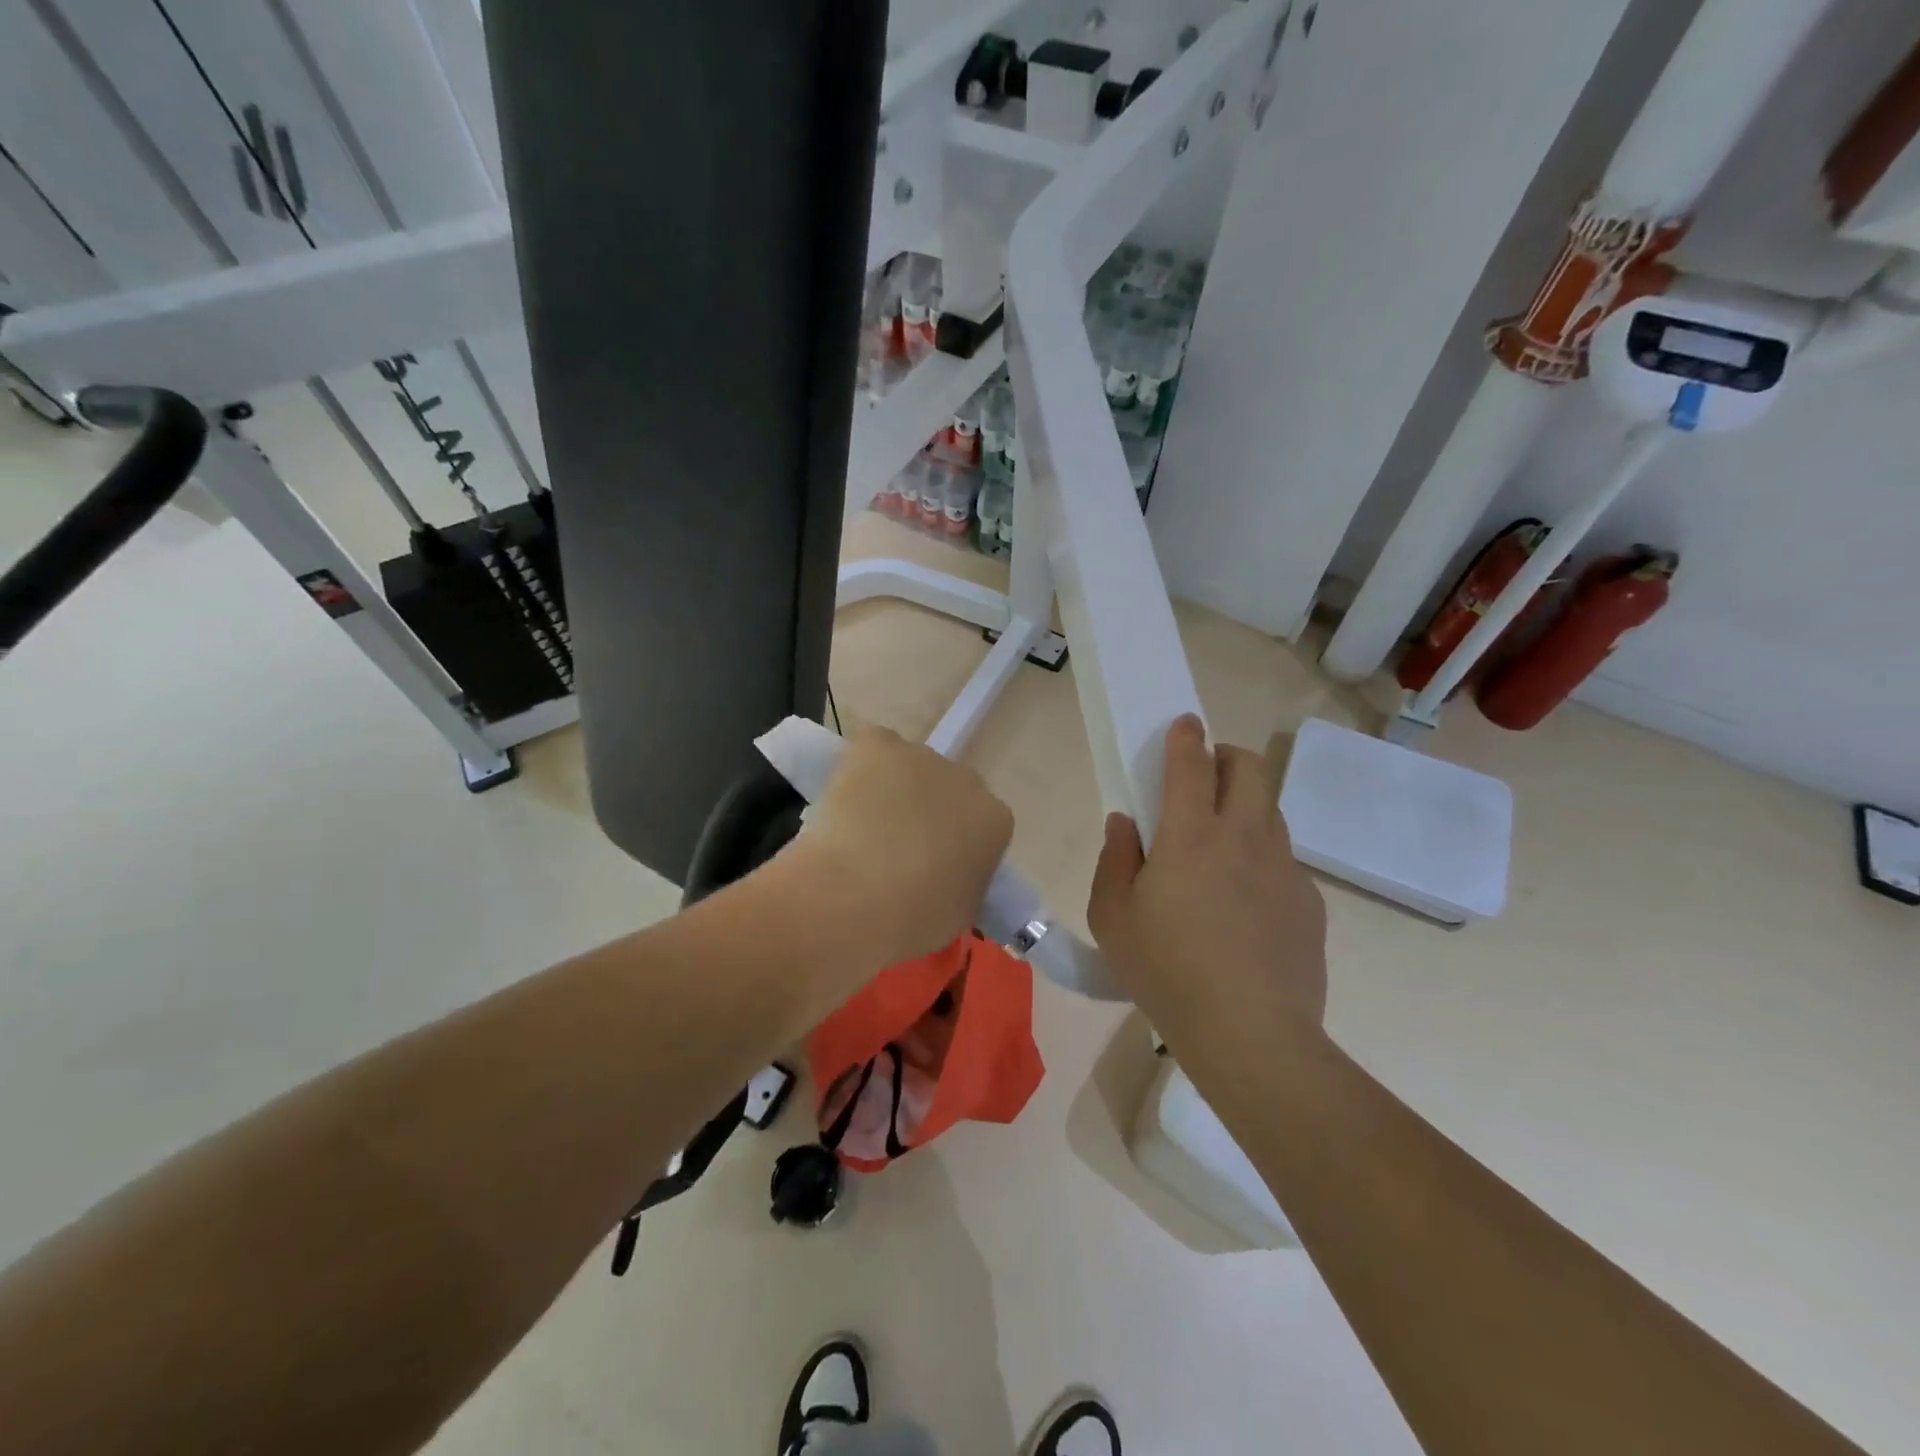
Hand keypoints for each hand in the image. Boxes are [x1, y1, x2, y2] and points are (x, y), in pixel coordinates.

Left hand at [800, 726, 1013, 968]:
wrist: (855, 896)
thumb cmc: (913, 919)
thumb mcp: (959, 913)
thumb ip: (963, 883)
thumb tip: (947, 878)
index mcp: (995, 821)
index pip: (981, 824)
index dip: (954, 842)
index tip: (931, 866)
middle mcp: (967, 779)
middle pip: (947, 789)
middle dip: (927, 810)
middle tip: (895, 847)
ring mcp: (921, 757)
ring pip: (907, 769)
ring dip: (892, 790)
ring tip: (860, 827)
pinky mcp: (878, 745)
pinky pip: (872, 748)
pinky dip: (860, 766)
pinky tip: (844, 797)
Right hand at [1087, 715, 1326, 1046]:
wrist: (1251, 1034)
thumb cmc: (1167, 971)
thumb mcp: (1113, 918)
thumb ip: (1115, 859)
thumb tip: (1125, 823)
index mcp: (1191, 835)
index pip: (1192, 764)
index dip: (1185, 736)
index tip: (1184, 724)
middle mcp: (1244, 837)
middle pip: (1250, 768)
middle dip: (1228, 756)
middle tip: (1207, 774)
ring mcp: (1284, 868)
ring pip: (1271, 810)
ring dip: (1247, 805)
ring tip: (1223, 840)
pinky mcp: (1309, 901)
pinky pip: (1284, 861)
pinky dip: (1262, 859)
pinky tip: (1246, 903)